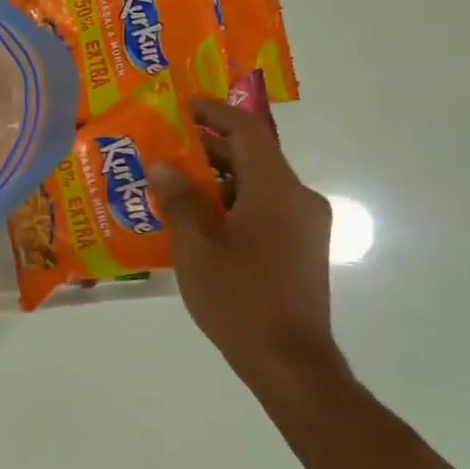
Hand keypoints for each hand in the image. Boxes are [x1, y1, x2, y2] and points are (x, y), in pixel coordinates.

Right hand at [148, 96, 334, 380]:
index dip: (214, 112)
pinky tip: (200, 222)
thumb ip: (179, 200)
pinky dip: (233, 203)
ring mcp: (305, 226)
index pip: (247, 131)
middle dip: (210, 147)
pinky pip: (265, 209)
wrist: (290, 362)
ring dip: (219, 178)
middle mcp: (298, 199)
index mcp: (276, 190)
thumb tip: (163, 165)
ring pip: (258, 184)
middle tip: (165, 147)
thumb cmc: (240, 298)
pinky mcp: (302, 249)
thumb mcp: (196, 247)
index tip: (182, 106)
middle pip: (253, 156)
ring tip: (174, 185)